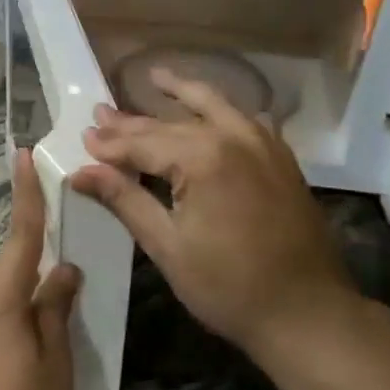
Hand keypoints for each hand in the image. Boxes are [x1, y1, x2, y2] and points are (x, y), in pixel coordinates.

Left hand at [0, 148, 81, 389]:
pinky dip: (7, 299)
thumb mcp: (54, 368)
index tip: (22, 155)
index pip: (19, 236)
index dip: (25, 195)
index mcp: (1, 301)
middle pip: (2, 256)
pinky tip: (29, 328)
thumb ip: (55, 312)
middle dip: (28, 243)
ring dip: (17, 275)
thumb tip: (64, 269)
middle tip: (62, 249)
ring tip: (51, 293)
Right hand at [70, 70, 360, 363]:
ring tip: (155, 77)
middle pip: (170, 124)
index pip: (142, 143)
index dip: (109, 145)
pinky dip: (219, 110)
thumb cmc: (228, 286)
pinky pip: (243, 119)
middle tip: (101, 113)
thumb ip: (125, 199)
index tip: (82, 139)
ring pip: (212, 107)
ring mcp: (262, 143)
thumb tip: (81, 171)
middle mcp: (233, 137)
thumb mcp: (167, 246)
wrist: (308, 312)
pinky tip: (207, 110)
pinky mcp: (280, 157)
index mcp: (202, 157)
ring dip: (180, 95)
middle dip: (132, 121)